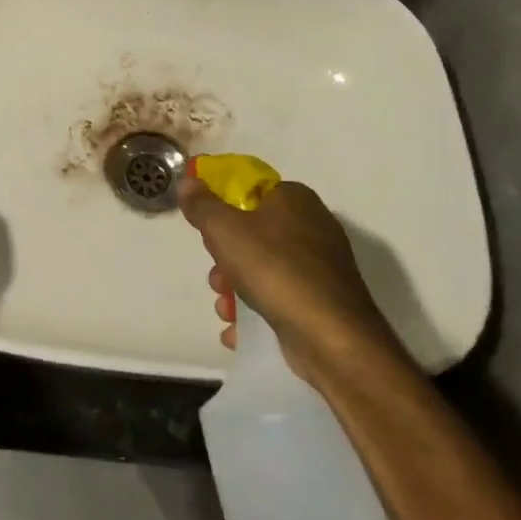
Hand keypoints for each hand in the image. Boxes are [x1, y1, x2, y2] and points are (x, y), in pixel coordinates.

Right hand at [180, 177, 402, 378]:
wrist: (332, 337)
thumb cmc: (275, 270)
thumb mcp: (225, 230)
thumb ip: (202, 205)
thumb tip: (188, 182)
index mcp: (294, 198)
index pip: (250, 191)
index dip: (223, 208)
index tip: (207, 231)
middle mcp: (313, 226)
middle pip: (253, 233)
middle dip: (226, 258)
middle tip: (217, 276)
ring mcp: (321, 267)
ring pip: (264, 269)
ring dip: (236, 289)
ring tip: (225, 309)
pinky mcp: (323, 301)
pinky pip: (280, 298)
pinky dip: (257, 312)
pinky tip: (237, 330)